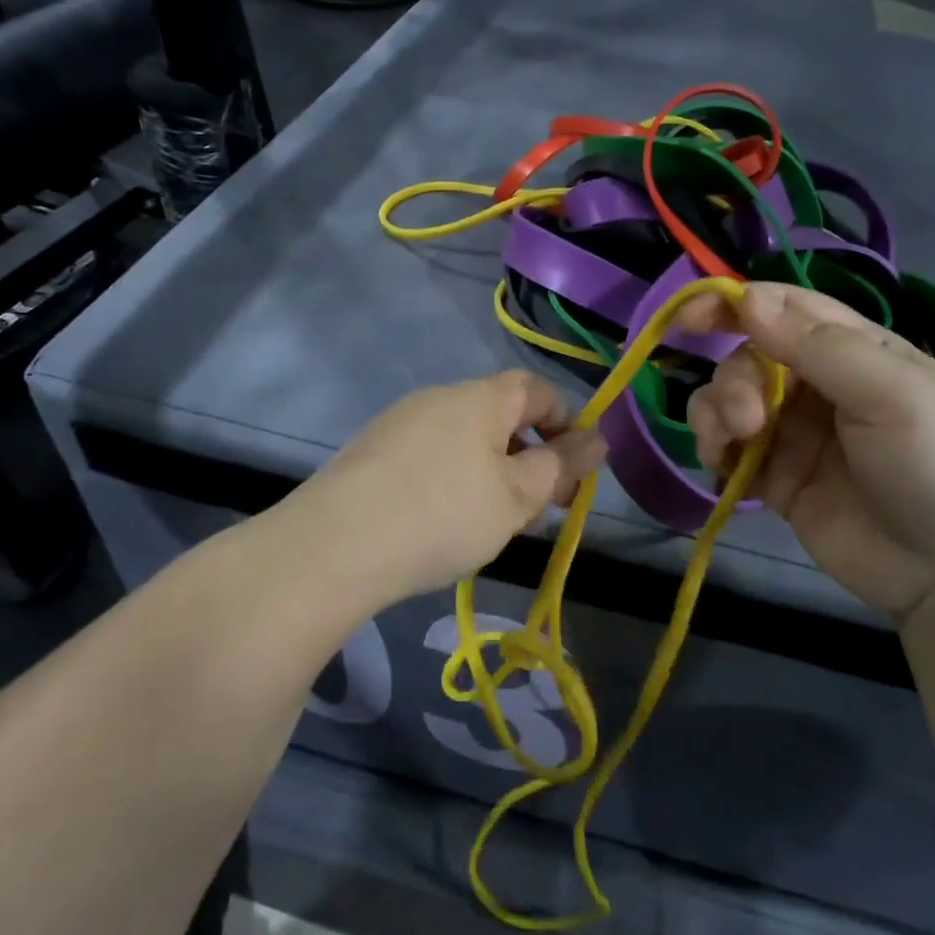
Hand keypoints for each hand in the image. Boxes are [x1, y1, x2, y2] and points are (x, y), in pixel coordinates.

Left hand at [293, 371, 605, 607]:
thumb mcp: (516, 497)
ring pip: (464, 440)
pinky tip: (443, 523)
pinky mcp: (371, 451)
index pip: (536, 389)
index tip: (575, 471)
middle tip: (538, 510)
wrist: (336, 544)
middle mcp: (439, 397)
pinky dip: (452, 480)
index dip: (566, 422)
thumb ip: (561, 466)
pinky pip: (430, 455)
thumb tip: (598, 439)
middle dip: (529, 458)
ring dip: (492, 473)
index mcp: (479, 397)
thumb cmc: (443, 514)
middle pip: (499, 416)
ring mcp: (400, 422)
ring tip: (493, 523)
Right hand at [682, 284, 934, 621]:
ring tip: (729, 444)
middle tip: (748, 420)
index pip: (786, 308)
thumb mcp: (894, 394)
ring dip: (716, 412)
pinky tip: (721, 465)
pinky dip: (715, 449)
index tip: (691, 316)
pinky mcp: (777, 480)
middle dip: (735, 380)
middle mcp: (820, 385)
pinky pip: (730, 450)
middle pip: (749, 357)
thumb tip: (748, 298)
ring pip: (730, 399)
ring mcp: (796, 434)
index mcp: (856, 350)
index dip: (736, 304)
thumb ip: (818, 346)